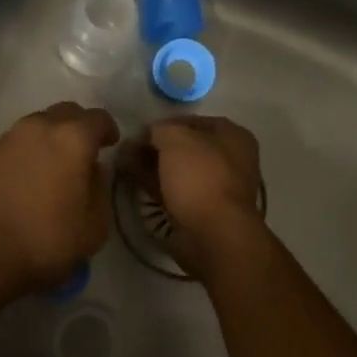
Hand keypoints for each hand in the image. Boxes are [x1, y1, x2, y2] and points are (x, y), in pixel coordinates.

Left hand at [0, 103, 119, 296]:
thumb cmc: (45, 238)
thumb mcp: (93, 226)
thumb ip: (99, 190)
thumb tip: (92, 172)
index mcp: (73, 137)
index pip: (98, 118)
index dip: (108, 129)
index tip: (111, 144)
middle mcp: (41, 126)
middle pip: (67, 112)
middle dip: (80, 126)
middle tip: (85, 151)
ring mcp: (10, 137)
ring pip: (39, 125)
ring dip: (52, 138)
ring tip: (55, 166)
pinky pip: (18, 142)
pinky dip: (29, 151)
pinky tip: (30, 177)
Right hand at [121, 116, 264, 278]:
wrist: (214, 235)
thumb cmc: (200, 176)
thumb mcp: (176, 138)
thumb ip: (159, 129)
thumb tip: (148, 134)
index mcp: (233, 137)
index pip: (194, 121)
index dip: (166, 123)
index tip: (141, 131)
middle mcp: (229, 160)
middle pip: (185, 147)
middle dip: (156, 146)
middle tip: (128, 148)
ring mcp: (215, 188)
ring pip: (177, 170)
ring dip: (151, 165)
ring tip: (123, 162)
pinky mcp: (201, 212)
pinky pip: (174, 191)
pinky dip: (154, 184)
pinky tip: (131, 179)